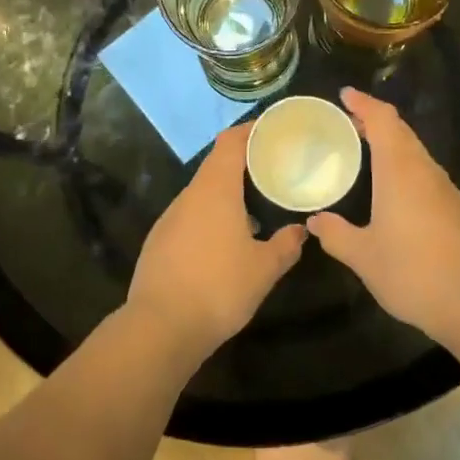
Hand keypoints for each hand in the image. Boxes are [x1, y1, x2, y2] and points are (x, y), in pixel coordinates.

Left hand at [129, 122, 307, 354]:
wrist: (160, 327)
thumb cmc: (219, 287)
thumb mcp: (264, 269)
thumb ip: (286, 245)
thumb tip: (300, 231)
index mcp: (215, 190)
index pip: (230, 143)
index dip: (250, 132)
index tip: (271, 132)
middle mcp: (189, 196)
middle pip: (215, 166)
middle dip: (243, 164)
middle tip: (272, 171)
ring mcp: (169, 219)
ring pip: (202, 194)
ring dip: (226, 194)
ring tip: (254, 208)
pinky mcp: (158, 242)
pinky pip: (190, 217)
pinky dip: (210, 217)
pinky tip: (224, 243)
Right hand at [308, 88, 459, 344]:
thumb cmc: (415, 273)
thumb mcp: (364, 257)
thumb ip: (336, 235)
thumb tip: (315, 221)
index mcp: (400, 171)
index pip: (383, 121)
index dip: (364, 104)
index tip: (344, 95)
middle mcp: (425, 171)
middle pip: (401, 131)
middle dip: (375, 120)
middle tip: (347, 121)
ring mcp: (445, 190)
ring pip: (416, 152)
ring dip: (391, 143)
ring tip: (364, 151)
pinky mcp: (457, 209)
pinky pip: (425, 173)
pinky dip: (404, 166)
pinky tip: (392, 190)